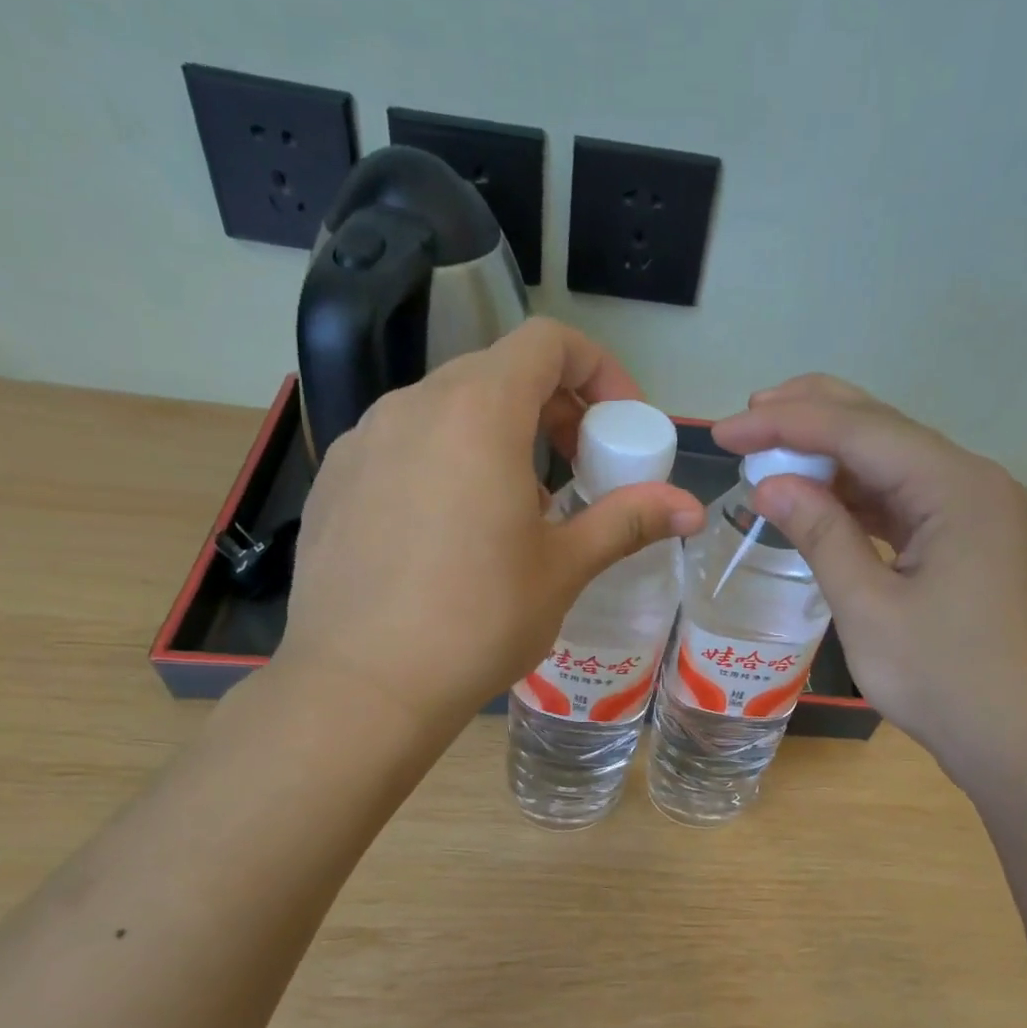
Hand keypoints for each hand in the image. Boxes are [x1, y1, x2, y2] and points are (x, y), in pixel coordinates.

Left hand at [279, 319, 704, 725]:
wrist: (362, 685)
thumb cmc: (478, 620)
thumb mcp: (564, 569)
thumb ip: (627, 521)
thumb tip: (691, 507)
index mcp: (478, 413)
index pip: (547, 342)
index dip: (598, 370)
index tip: (618, 426)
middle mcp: (414, 406)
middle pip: (499, 373)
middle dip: (554, 410)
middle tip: (579, 471)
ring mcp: (364, 440)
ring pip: (448, 411)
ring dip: (499, 439)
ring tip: (517, 512)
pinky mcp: (335, 479)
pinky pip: (404, 447)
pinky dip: (447, 464)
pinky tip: (451, 535)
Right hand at [713, 375, 1026, 781]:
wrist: (1021, 743)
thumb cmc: (943, 680)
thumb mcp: (869, 608)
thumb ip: (821, 535)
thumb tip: (769, 484)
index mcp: (958, 488)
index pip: (862, 431)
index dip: (787, 424)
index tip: (726, 431)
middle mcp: (977, 484)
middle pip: (885, 430)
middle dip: (814, 418)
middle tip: (749, 417)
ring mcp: (981, 513)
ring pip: (897, 465)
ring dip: (835, 459)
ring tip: (773, 454)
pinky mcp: (975, 543)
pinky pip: (909, 503)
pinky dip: (862, 499)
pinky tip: (822, 500)